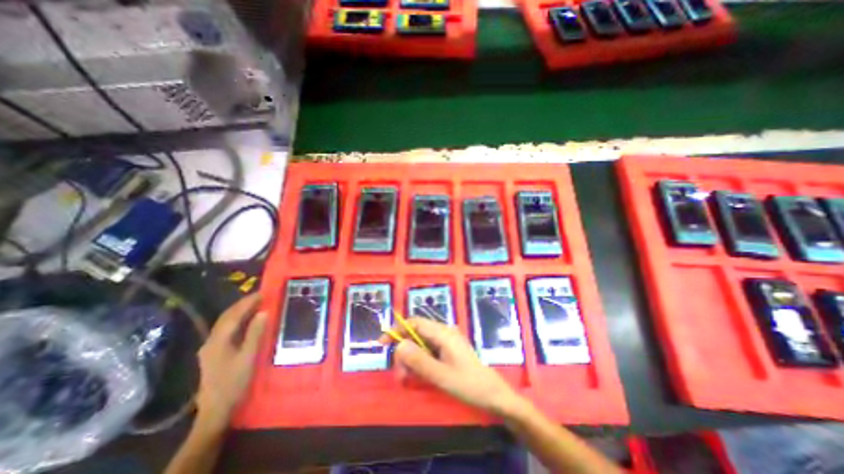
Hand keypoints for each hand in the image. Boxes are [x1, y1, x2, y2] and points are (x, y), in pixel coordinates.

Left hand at [197, 294, 264, 426]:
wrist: (216, 409)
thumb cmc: (234, 382)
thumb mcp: (248, 357)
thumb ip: (255, 333)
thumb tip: (263, 312)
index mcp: (218, 341)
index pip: (233, 315)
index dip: (247, 302)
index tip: (263, 293)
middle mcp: (211, 341)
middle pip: (226, 317)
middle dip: (242, 304)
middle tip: (260, 296)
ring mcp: (211, 347)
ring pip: (225, 323)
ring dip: (240, 311)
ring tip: (256, 304)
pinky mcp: (214, 353)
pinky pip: (227, 330)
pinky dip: (238, 320)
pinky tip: (247, 321)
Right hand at [386, 317, 525, 415]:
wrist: (492, 394)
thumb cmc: (468, 385)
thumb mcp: (441, 376)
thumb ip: (419, 360)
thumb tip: (399, 345)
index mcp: (443, 333)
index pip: (415, 323)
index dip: (397, 330)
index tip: (383, 343)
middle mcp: (444, 332)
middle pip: (416, 333)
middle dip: (404, 352)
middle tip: (400, 376)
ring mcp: (447, 340)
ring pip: (421, 343)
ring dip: (411, 359)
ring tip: (408, 379)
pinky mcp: (448, 349)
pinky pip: (429, 349)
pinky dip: (420, 360)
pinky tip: (420, 375)